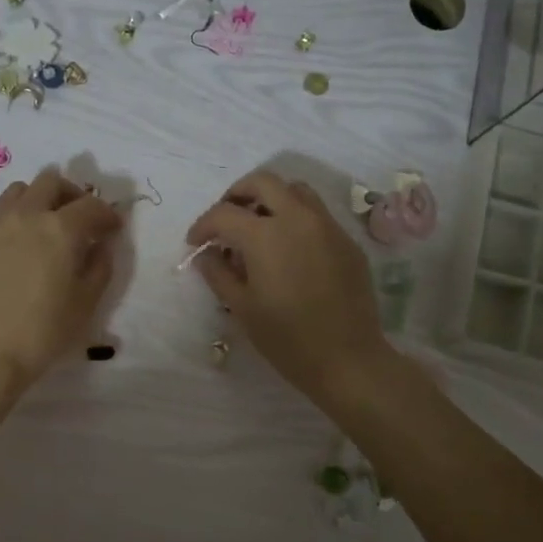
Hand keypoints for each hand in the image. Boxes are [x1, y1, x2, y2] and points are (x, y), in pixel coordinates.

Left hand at [0, 167, 122, 392]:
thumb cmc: (43, 332)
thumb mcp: (85, 303)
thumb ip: (99, 266)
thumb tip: (101, 245)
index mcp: (60, 229)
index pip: (91, 205)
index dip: (107, 214)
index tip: (112, 228)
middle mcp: (27, 216)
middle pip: (51, 182)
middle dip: (72, 194)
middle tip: (80, 218)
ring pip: (20, 190)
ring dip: (39, 198)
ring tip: (46, 223)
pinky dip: (16, 217)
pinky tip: (19, 245)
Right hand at [185, 171, 390, 403]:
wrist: (347, 359)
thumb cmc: (286, 337)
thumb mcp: (242, 307)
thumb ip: (218, 273)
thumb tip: (205, 254)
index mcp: (265, 235)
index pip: (224, 213)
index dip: (203, 225)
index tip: (195, 243)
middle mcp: (298, 218)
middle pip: (263, 182)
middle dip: (237, 194)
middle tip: (226, 220)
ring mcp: (327, 226)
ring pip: (295, 190)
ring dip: (270, 199)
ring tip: (258, 227)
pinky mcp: (347, 242)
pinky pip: (317, 214)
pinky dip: (295, 218)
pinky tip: (289, 251)